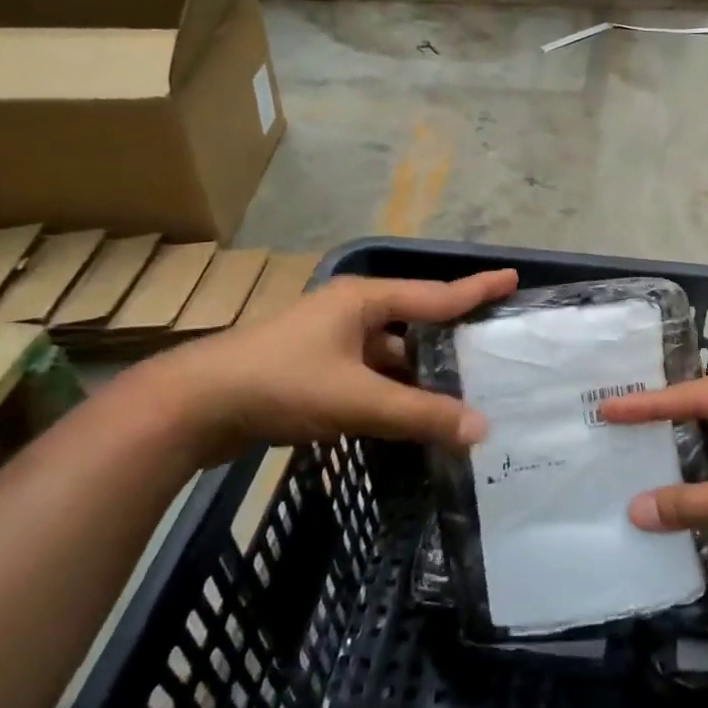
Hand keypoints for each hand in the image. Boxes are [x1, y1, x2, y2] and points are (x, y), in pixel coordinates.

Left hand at [155, 269, 517, 462]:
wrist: (194, 406)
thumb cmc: (281, 383)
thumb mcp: (357, 398)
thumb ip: (419, 414)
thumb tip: (482, 428)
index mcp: (363, 301)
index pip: (435, 294)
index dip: (476, 289)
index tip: (512, 278)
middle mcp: (350, 313)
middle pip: (415, 324)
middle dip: (452, 339)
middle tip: (494, 350)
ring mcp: (330, 342)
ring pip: (392, 355)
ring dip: (421, 373)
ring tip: (463, 391)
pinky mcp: (315, 370)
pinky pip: (370, 375)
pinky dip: (394, 391)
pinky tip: (413, 414)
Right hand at [597, 368, 707, 583]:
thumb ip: (690, 503)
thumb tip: (635, 511)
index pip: (694, 395)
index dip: (648, 406)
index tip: (609, 408)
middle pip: (707, 412)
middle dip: (668, 425)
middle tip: (622, 430)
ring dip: (692, 458)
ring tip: (643, 466)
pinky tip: (685, 499)